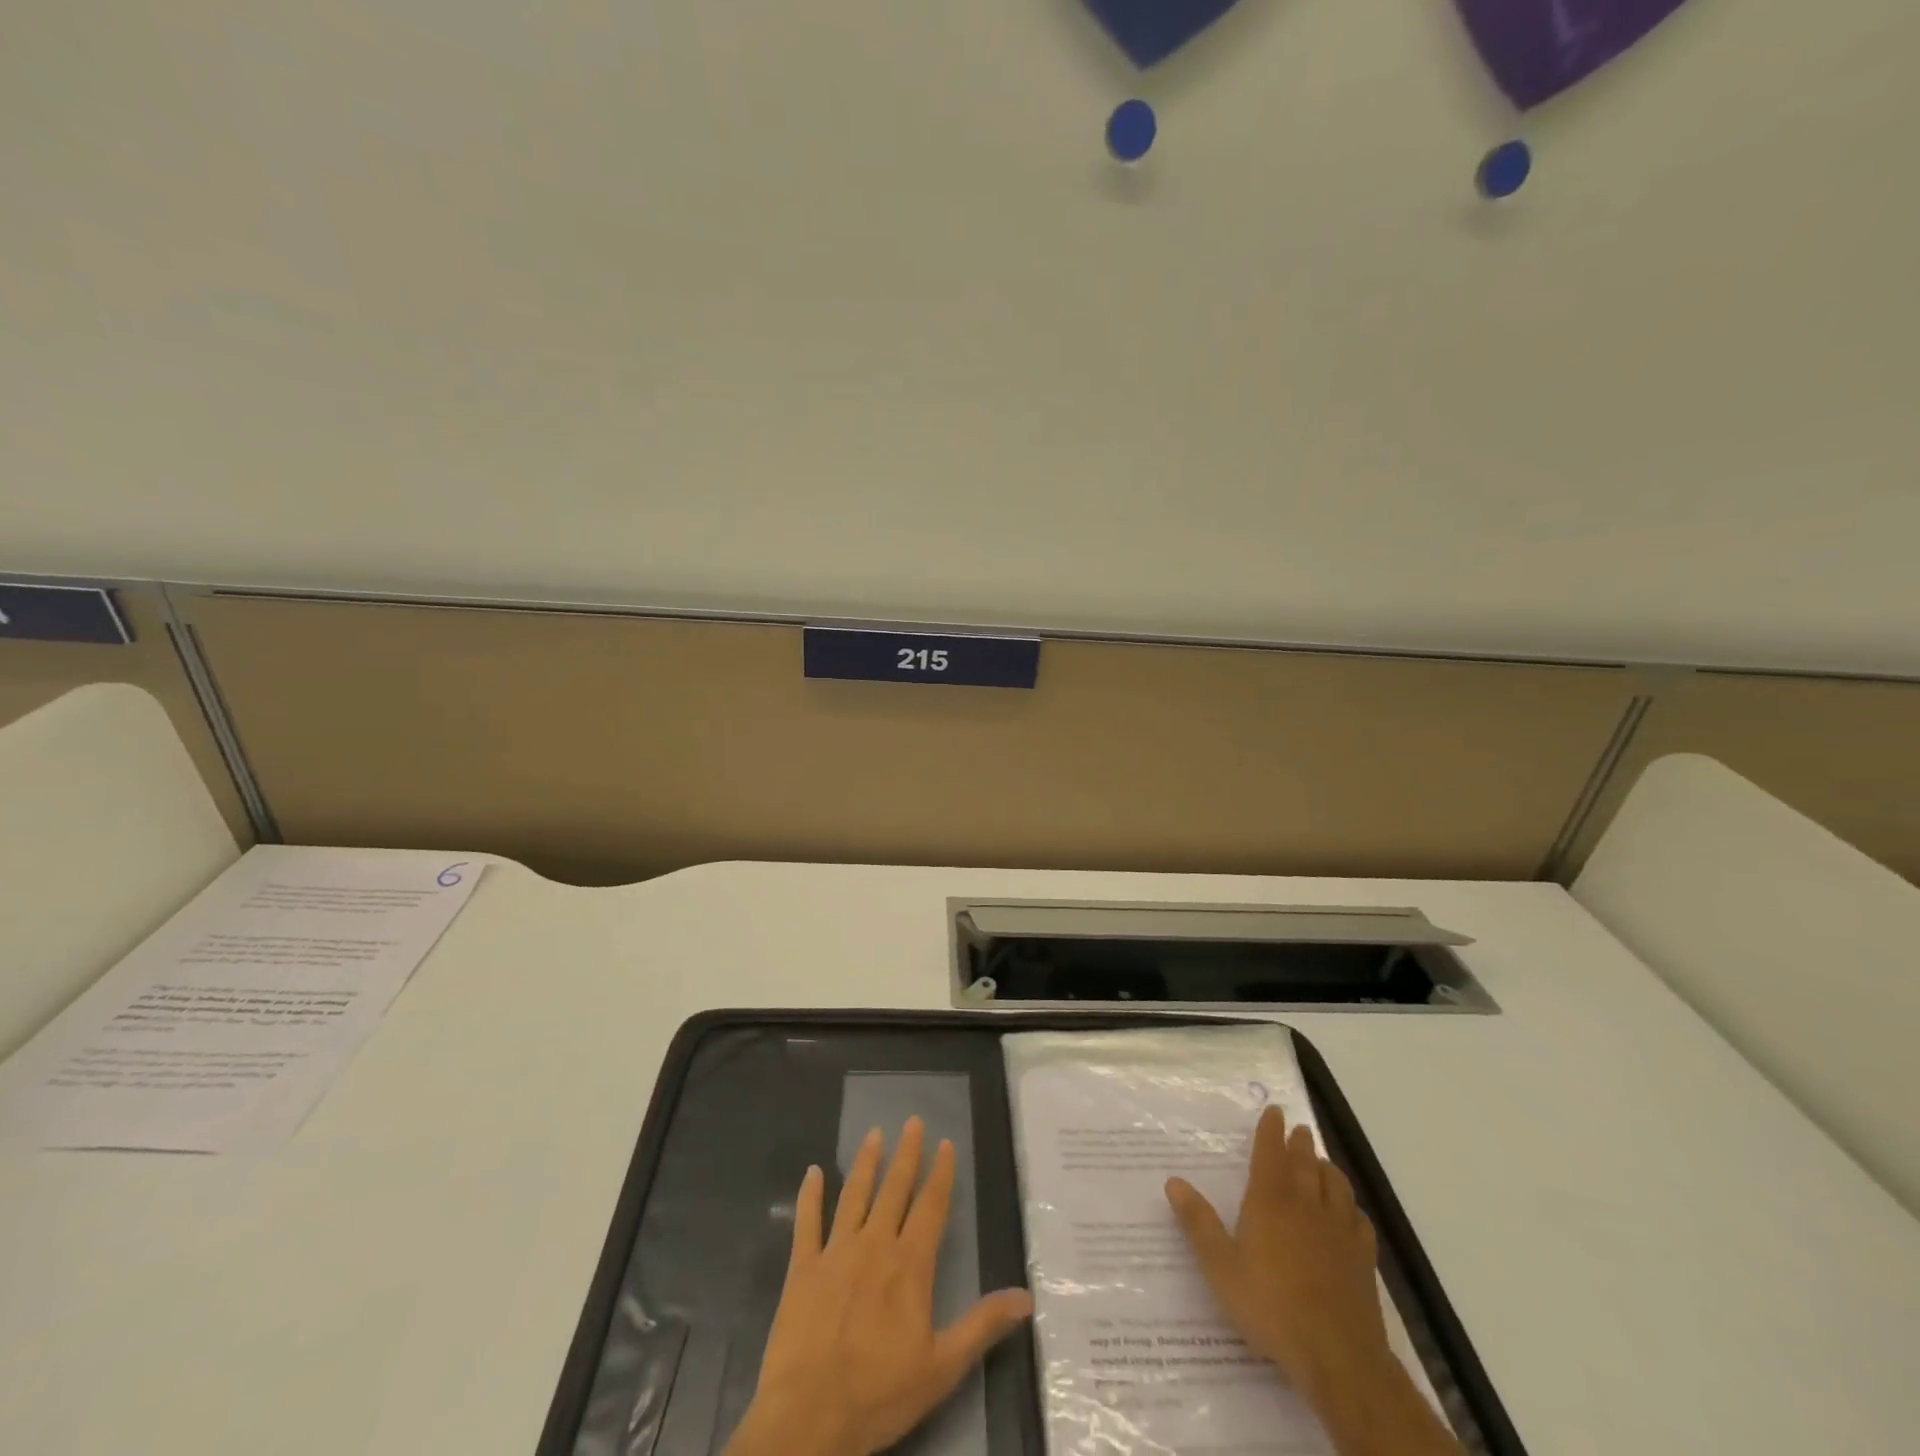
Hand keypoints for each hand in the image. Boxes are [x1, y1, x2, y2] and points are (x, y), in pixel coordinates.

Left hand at [726, 1117, 1033, 1455]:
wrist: (808, 1417)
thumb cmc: (878, 1394)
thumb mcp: (942, 1367)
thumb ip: (982, 1325)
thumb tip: (1026, 1296)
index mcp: (909, 1265)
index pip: (931, 1206)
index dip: (941, 1173)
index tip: (946, 1142)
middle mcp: (874, 1245)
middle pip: (894, 1189)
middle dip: (906, 1154)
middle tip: (912, 1120)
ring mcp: (836, 1252)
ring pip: (854, 1194)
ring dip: (865, 1162)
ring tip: (874, 1134)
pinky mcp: (802, 1267)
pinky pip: (806, 1222)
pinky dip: (809, 1196)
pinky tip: (811, 1172)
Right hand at [1167, 1106, 1463, 1455]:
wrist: (1338, 1357)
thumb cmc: (1271, 1307)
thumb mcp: (1221, 1267)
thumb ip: (1198, 1223)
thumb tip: (1172, 1181)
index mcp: (1271, 1202)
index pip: (1271, 1153)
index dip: (1272, 1130)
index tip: (1275, 1110)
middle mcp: (1307, 1206)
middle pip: (1306, 1163)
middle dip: (1301, 1143)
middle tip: (1299, 1129)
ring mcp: (1340, 1232)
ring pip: (1337, 1186)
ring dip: (1328, 1169)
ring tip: (1323, 1163)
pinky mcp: (1363, 1260)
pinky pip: (1360, 1221)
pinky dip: (1352, 1207)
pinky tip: (1350, 1213)